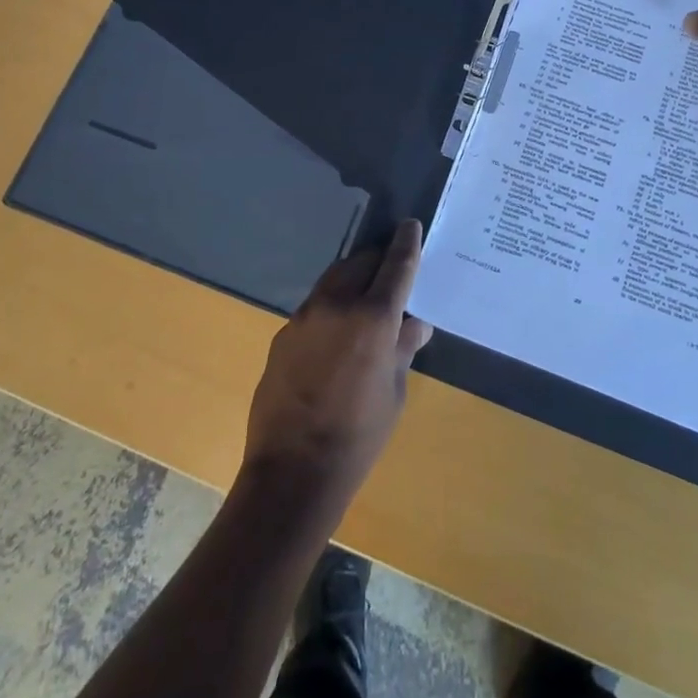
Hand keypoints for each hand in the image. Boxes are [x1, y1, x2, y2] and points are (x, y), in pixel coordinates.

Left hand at [242, 220, 433, 517]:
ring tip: (365, 301)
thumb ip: (403, 348)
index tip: (410, 225)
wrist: (292, 472)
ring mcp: (305, 317)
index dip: (406, 242)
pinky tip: (336, 336)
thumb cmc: (358, 437)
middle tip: (392, 274)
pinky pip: (315, 306)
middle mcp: (337, 305)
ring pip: (334, 279)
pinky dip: (332, 306)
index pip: (395, 265)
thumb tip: (414, 323)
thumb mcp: (394, 393)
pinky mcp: (284, 334)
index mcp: (373, 318)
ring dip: (353, 279)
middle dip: (378, 261)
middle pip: (361, 262)